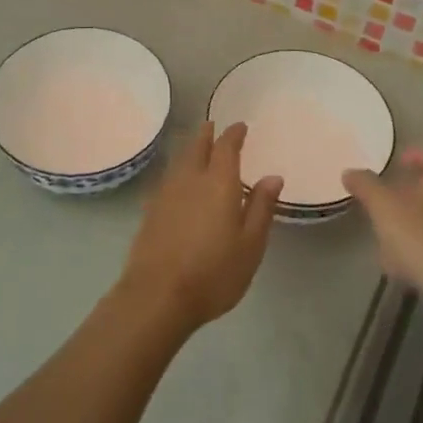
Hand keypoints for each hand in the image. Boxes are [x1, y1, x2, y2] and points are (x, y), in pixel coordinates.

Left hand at [119, 122, 281, 330]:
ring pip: (179, 162)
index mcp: (218, 183)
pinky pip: (168, 179)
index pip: (226, 147)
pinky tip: (179, 183)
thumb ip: (261, 208)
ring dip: (190, 150)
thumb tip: (272, 177)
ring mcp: (165, 194)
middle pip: (197, 148)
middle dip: (206, 135)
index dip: (234, 134)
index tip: (240, 126)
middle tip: (212, 126)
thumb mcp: (250, 245)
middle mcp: (190, 180)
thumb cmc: (213, 272)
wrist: (157, 296)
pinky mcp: (150, 211)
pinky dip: (178, 172)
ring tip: (197, 148)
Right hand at [344, 148, 422, 305]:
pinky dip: (422, 247)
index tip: (401, 162)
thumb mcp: (383, 207)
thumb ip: (366, 186)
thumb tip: (349, 171)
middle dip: (412, 192)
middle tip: (388, 198)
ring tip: (389, 234)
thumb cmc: (419, 237)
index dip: (419, 155)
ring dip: (415, 221)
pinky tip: (402, 263)